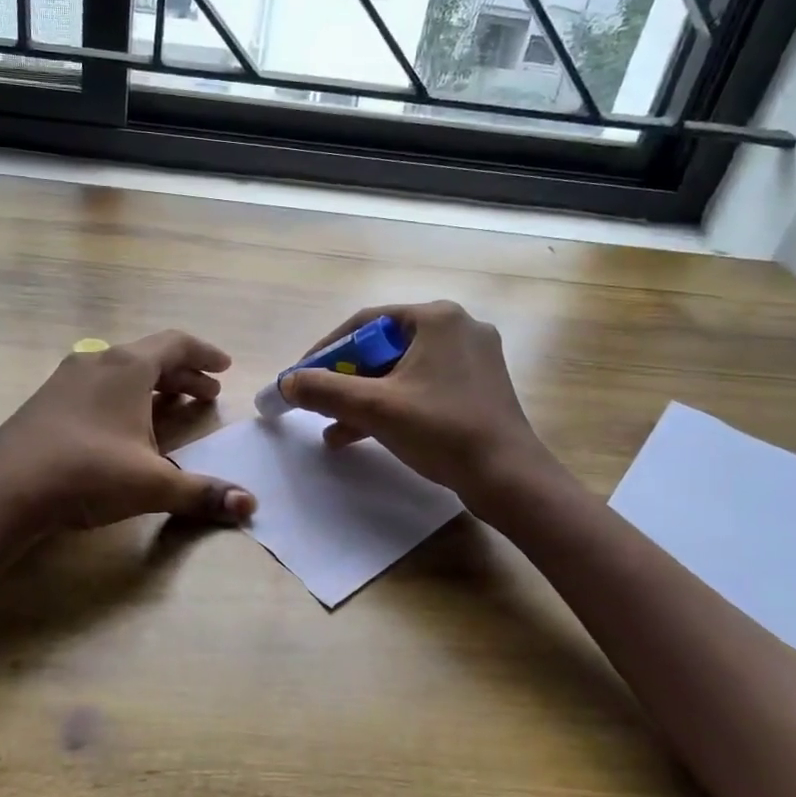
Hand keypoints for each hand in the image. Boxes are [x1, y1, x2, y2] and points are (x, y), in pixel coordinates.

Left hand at [0, 331, 256, 536]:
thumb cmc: (88, 472)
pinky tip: (125, 426)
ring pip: (122, 371)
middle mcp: (98, 362)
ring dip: (153, 386)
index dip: (205, 354)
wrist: (3, 489)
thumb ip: (203, 493)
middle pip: (150, 356)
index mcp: (128, 367)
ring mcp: (67, 379)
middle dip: (183, 374)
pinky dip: (125, 397)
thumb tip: (251, 506)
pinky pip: (99, 386)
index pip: (176, 343)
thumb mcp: (152, 484)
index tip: (225, 367)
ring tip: (173, 408)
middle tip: (207, 394)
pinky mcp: (46, 401)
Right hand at [280, 301, 554, 507]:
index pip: (364, 323)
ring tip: (333, 427)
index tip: (301, 377)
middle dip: (345, 379)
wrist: (508, 478)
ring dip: (365, 397)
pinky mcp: (478, 387)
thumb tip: (286, 382)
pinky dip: (392, 405)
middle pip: (382, 347)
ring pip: (401, 370)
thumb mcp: (374, 408)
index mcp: (436, 318)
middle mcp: (457, 328)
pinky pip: (422, 386)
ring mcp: (472, 358)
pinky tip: (362, 434)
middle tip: (319, 402)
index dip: (326, 350)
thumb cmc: (442, 430)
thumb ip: (324, 390)